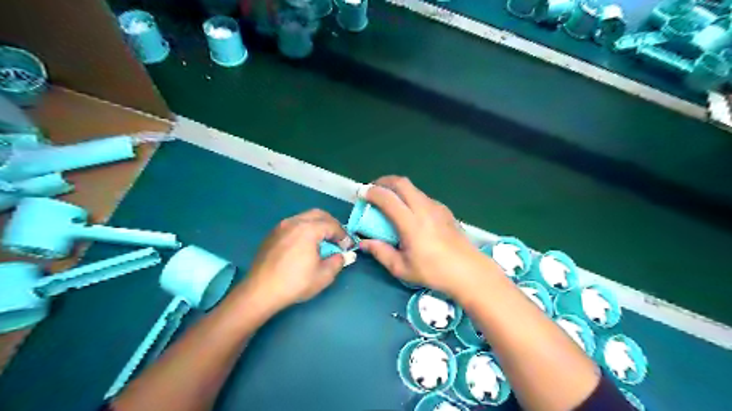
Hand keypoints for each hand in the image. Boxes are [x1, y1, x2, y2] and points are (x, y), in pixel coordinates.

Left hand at [236, 208, 356, 313]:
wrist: (260, 292)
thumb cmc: (295, 283)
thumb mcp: (323, 276)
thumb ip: (338, 262)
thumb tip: (342, 255)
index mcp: (308, 229)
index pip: (332, 225)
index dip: (343, 235)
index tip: (347, 246)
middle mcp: (294, 222)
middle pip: (318, 214)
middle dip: (331, 224)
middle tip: (338, 238)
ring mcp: (281, 227)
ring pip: (304, 217)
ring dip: (317, 225)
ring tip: (323, 241)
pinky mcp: (272, 234)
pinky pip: (293, 224)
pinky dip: (304, 229)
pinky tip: (305, 245)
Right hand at [359, 176, 497, 298]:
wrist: (468, 271)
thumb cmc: (433, 272)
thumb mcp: (402, 268)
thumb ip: (380, 252)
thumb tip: (363, 243)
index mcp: (411, 223)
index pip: (388, 198)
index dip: (371, 192)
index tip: (361, 194)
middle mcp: (424, 209)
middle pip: (401, 183)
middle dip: (383, 181)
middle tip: (373, 191)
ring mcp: (436, 207)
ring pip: (413, 188)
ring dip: (398, 189)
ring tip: (390, 201)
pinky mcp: (445, 210)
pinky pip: (423, 196)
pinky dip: (410, 197)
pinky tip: (410, 212)